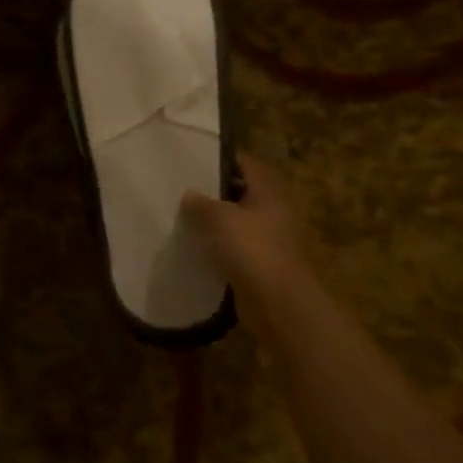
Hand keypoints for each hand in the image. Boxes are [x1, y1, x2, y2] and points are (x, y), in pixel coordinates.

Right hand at [181, 154, 322, 327]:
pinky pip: (239, 247)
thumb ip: (201, 203)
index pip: (245, 163)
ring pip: (240, 221)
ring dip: (218, 222)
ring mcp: (272, 238)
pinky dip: (222, 247)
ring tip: (186, 218)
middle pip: (242, 192)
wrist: (277, 302)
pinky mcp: (264, 264)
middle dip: (215, 192)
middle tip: (184, 189)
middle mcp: (275, 209)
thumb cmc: (251, 249)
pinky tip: (198, 247)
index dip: (221, 160)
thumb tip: (189, 194)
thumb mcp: (219, 218)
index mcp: (270, 190)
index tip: (194, 161)